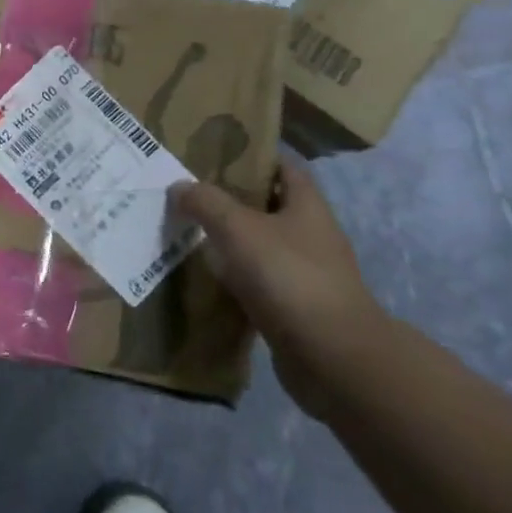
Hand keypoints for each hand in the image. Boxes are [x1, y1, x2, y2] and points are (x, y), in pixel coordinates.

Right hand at [173, 163, 387, 416]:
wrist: (332, 358)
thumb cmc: (288, 277)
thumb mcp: (238, 229)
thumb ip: (206, 202)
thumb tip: (178, 186)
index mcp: (307, 206)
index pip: (283, 167)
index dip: (253, 156)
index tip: (214, 154)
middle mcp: (311, 234)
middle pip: (269, 206)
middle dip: (231, 199)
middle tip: (189, 193)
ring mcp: (306, 273)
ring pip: (261, 245)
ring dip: (230, 240)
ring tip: (188, 232)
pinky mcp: (296, 307)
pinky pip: (259, 281)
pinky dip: (234, 277)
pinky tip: (205, 277)